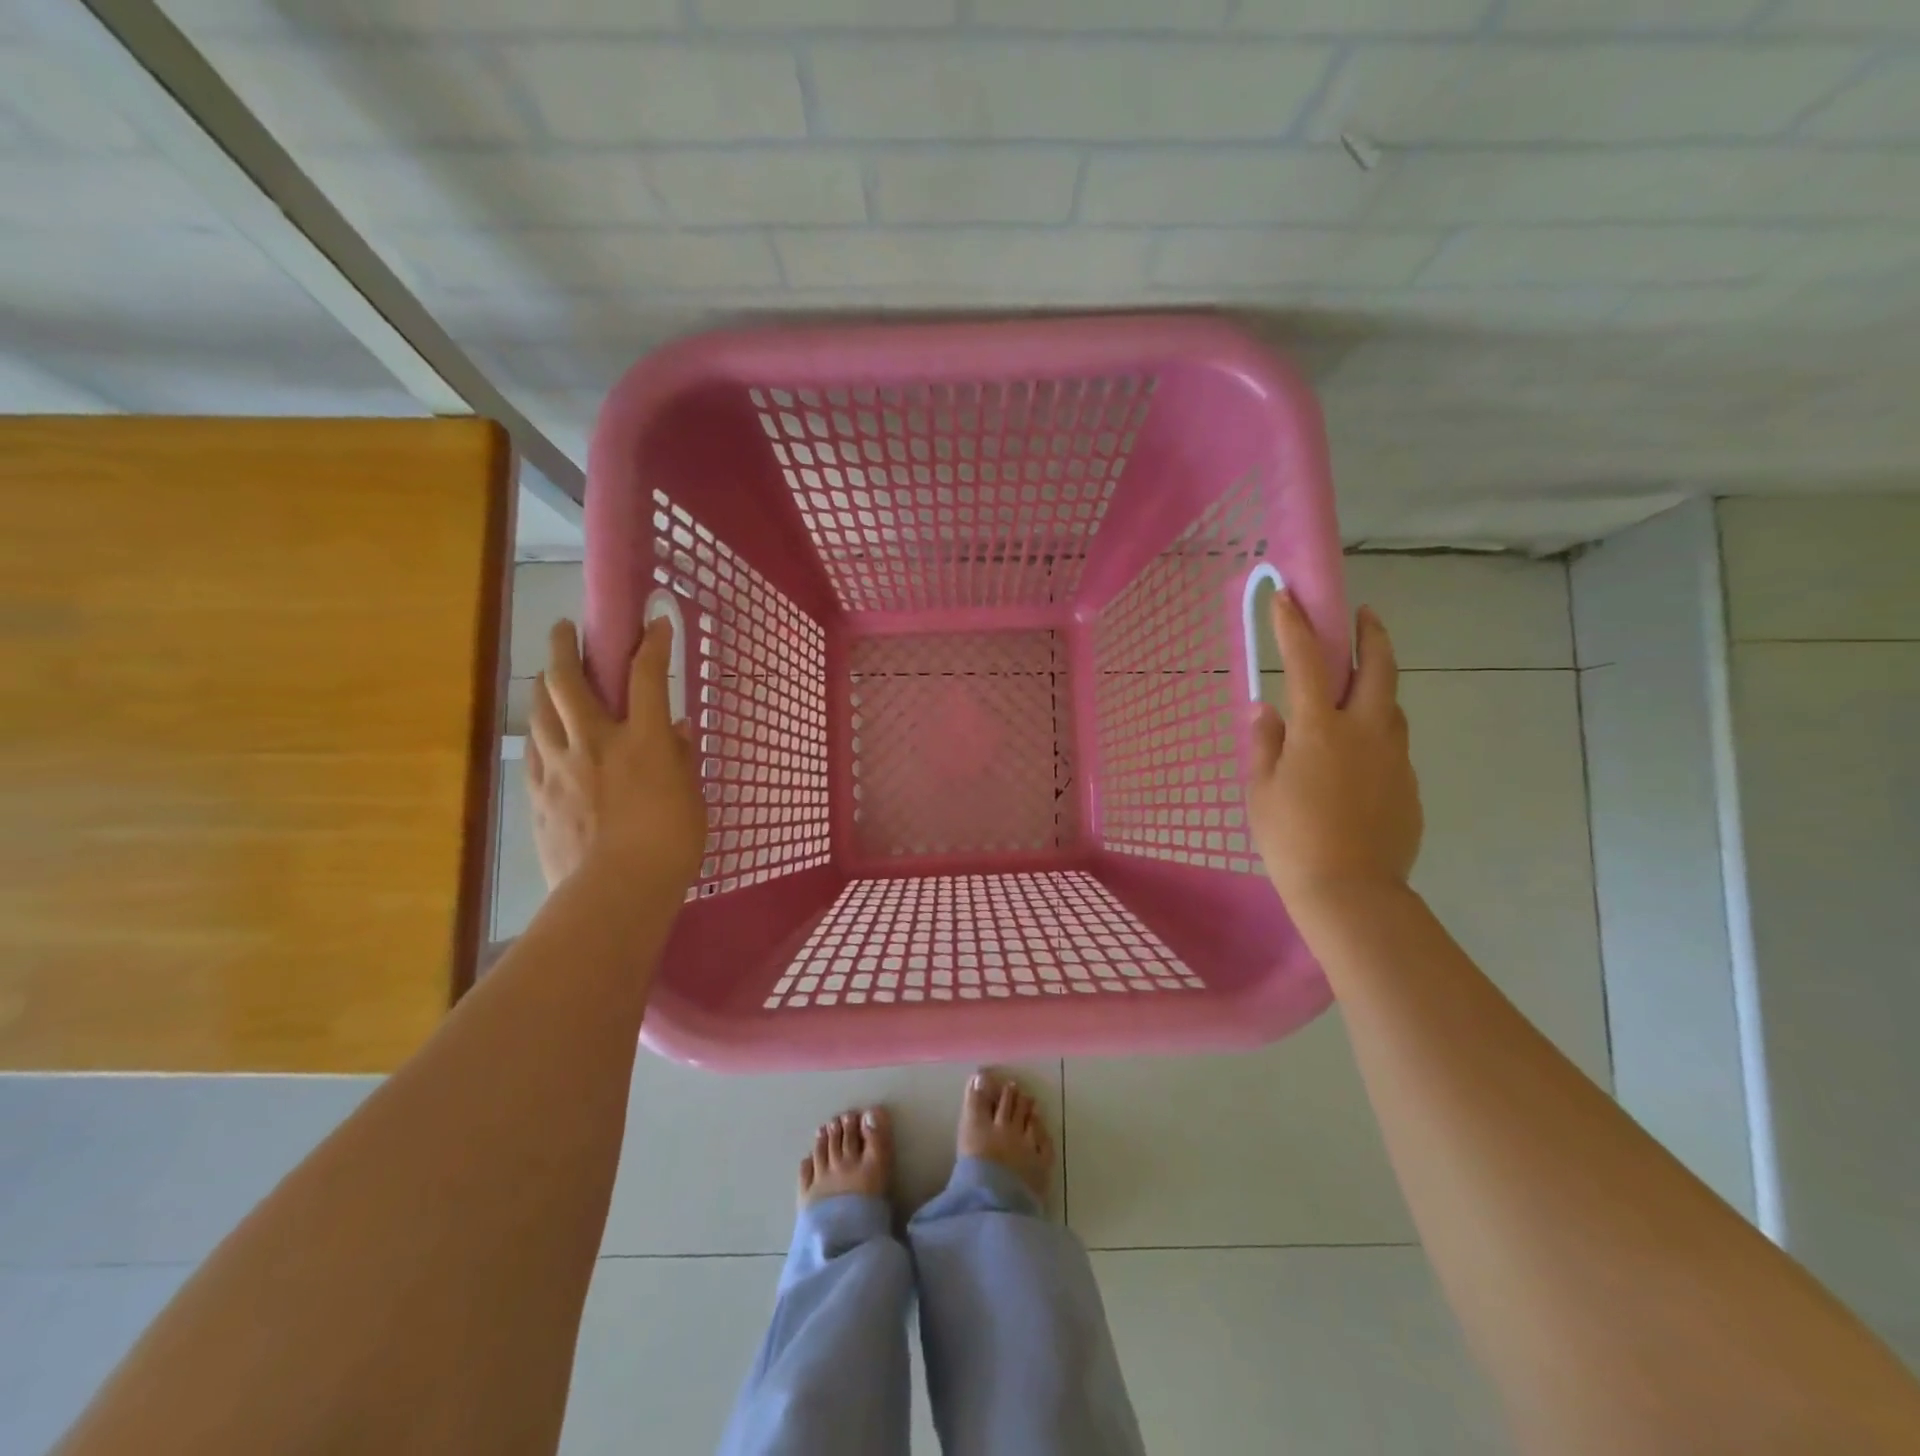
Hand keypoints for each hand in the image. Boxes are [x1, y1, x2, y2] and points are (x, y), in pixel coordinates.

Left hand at [526, 617, 705, 893]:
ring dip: (544, 685)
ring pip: (540, 711)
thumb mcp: (691, 797)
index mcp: (643, 740)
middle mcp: (595, 741)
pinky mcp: (538, 793)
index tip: (655, 622)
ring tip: (548, 677)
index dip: (653, 643)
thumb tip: (677, 730)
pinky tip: (543, 734)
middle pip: (569, 681)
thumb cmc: (670, 844)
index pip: (648, 676)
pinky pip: (534, 750)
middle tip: (564, 631)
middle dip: (566, 647)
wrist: (616, 890)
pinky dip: (540, 732)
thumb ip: (681, 758)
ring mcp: (560, 767)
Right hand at [1247, 592, 1421, 914]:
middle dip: (1370, 633)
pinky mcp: (1408, 784)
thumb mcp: (1261, 790)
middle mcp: (1366, 731)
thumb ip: (1264, 743)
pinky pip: (1393, 743)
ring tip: (1360, 683)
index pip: (1309, 662)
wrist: (1351, 891)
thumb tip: (1266, 710)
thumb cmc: (1291, 838)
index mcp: (1321, 729)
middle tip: (1363, 614)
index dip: (1295, 626)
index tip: (1288, 596)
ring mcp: (1394, 757)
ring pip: (1393, 703)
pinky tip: (1358, 753)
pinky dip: (1377, 729)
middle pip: (1379, 667)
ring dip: (1378, 681)